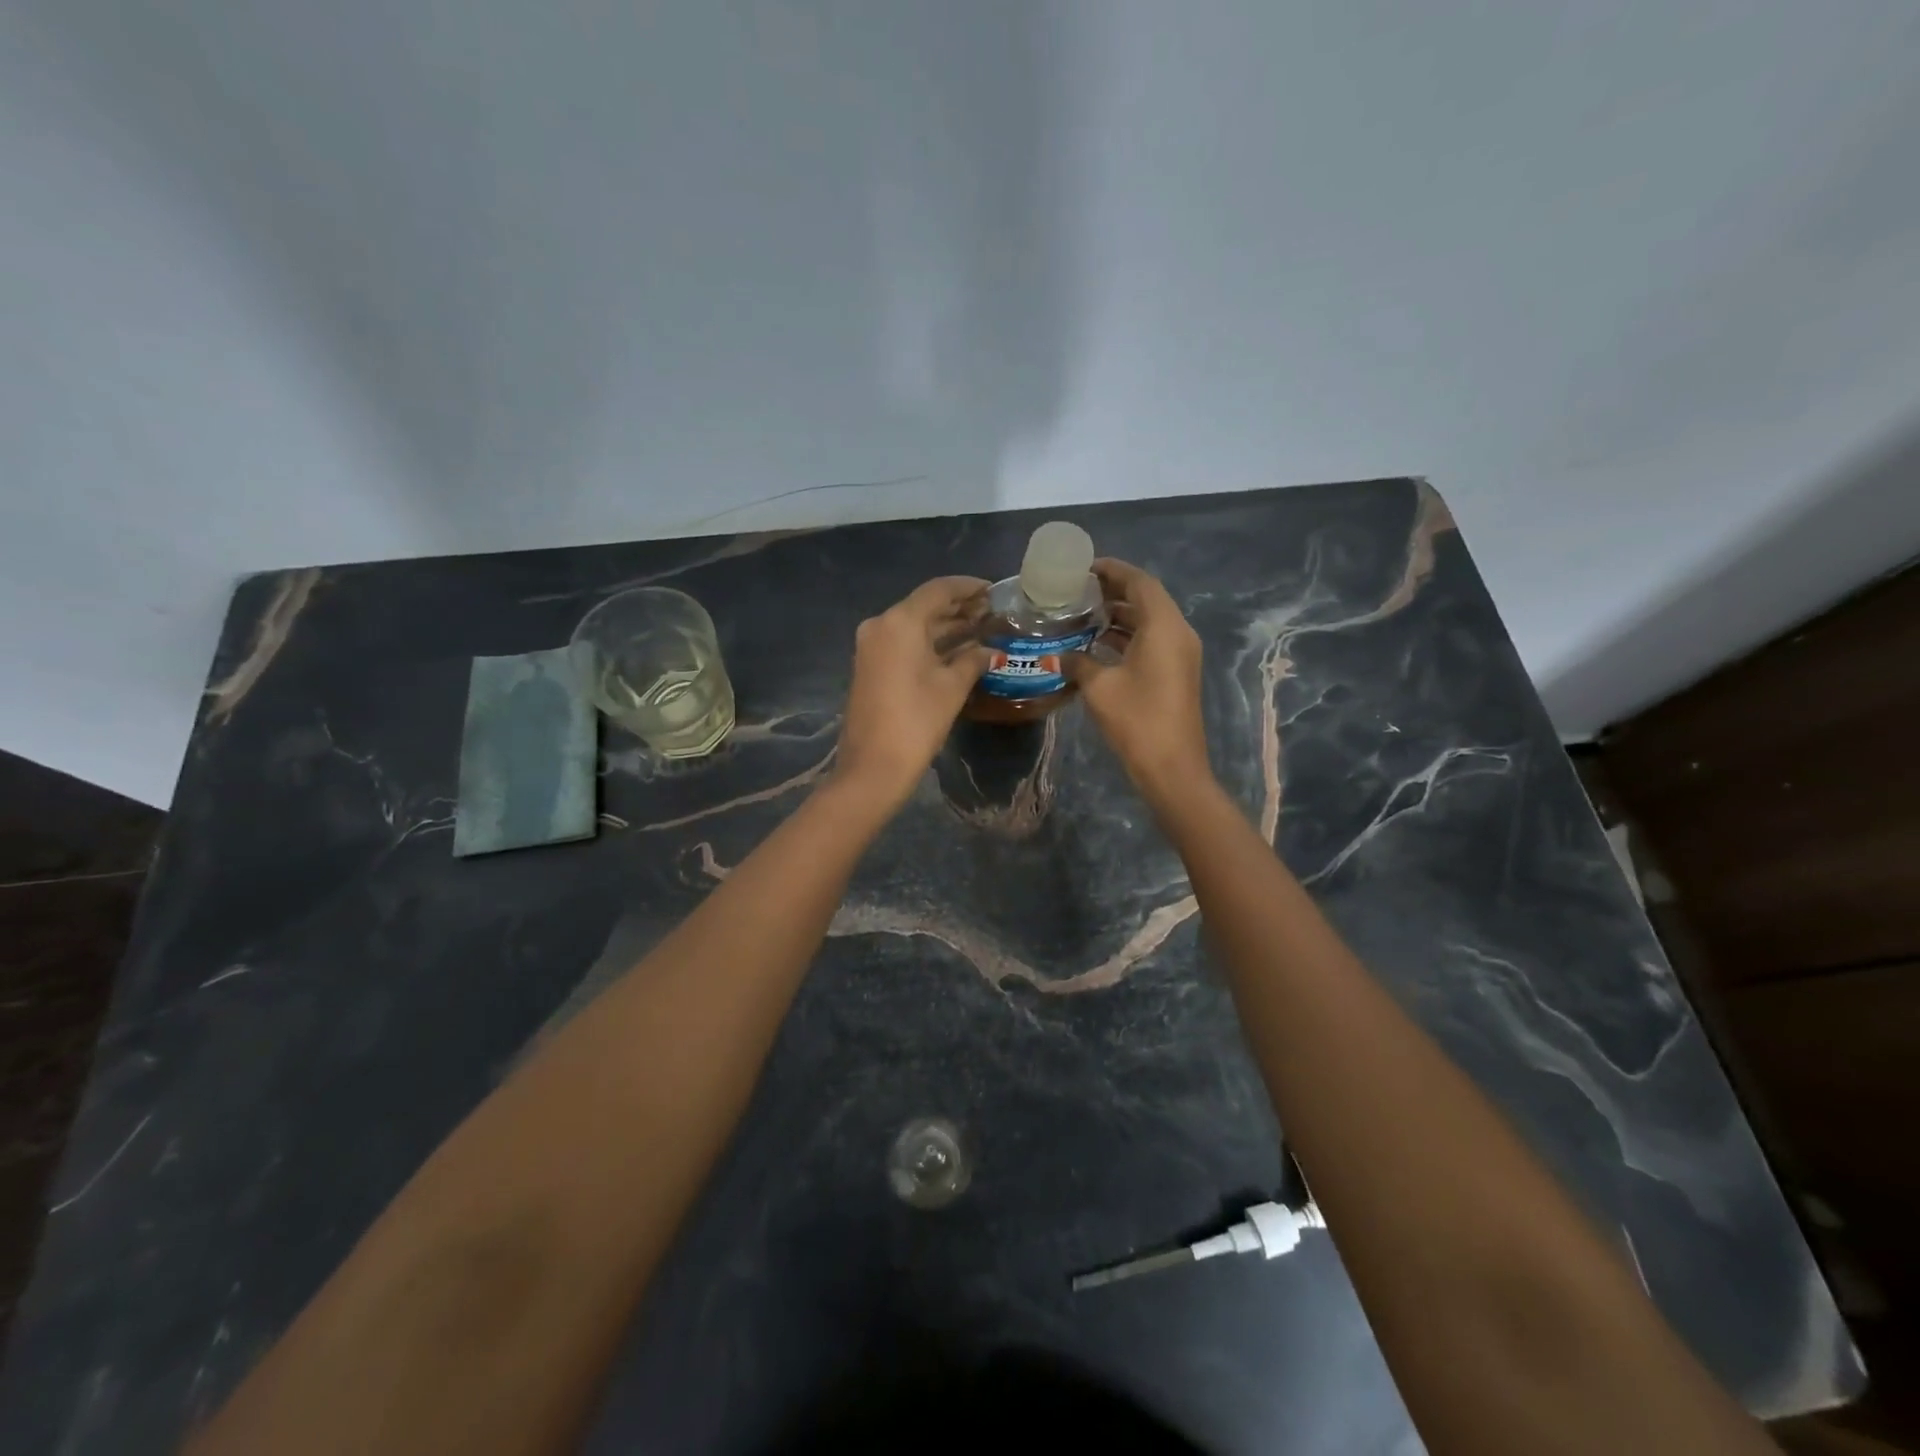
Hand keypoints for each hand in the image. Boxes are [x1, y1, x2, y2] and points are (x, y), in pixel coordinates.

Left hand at [834, 576, 991, 812]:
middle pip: (924, 606)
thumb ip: (973, 661)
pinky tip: (956, 651)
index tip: (993, 590)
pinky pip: (903, 643)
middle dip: (958, 608)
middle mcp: (881, 625)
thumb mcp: (952, 688)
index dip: (967, 587)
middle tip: (991, 613)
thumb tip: (991, 651)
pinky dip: (928, 643)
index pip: (938, 590)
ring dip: (944, 627)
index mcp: (900, 621)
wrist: (873, 766)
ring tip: (980, 630)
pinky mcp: (869, 666)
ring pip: (913, 626)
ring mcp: (871, 646)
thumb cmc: (917, 721)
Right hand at [1064, 558, 1211, 805]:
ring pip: (1149, 621)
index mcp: (1164, 626)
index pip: (1140, 582)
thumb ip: (1077, 662)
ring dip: (1120, 615)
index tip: (1084, 568)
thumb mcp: (1098, 687)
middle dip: (1114, 591)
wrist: (1171, 768)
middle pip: (1147, 598)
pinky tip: (1097, 644)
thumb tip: (1057, 654)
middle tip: (1078, 590)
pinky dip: (1127, 636)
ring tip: (1083, 613)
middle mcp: (1178, 633)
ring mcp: (1180, 654)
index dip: (1113, 570)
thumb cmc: (1136, 720)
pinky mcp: (1176, 673)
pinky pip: (1152, 640)